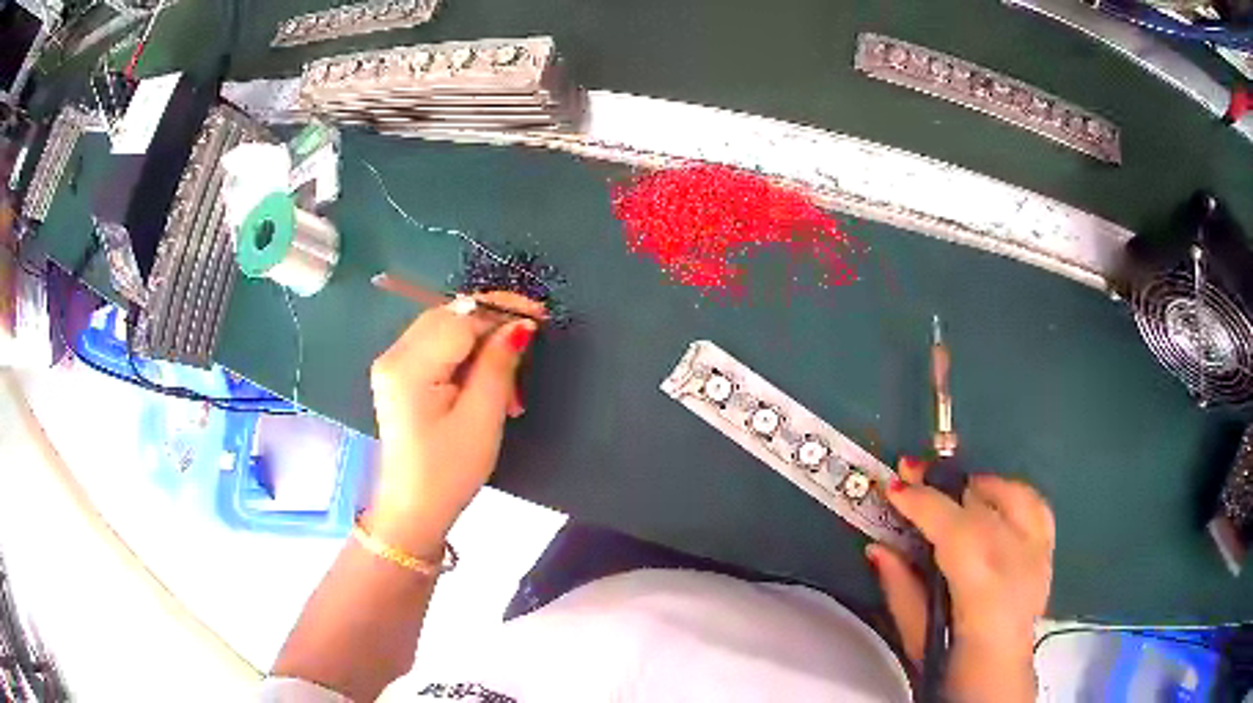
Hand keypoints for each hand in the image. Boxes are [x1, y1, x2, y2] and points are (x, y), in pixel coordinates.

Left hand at [366, 293, 542, 556]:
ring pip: (444, 328)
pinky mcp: (398, 375)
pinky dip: (465, 354)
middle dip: (491, 324)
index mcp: (409, 367)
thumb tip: (520, 324)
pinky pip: (436, 346)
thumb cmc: (449, 471)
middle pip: (448, 316)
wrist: (414, 509)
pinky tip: (485, 379)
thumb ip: (499, 364)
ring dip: (481, 341)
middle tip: (528, 346)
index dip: (501, 311)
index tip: (540, 316)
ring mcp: (392, 364)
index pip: (460, 318)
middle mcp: (394, 355)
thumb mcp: (482, 418)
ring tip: (509, 379)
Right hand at [866, 459, 1054, 702]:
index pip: (954, 529)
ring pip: (1014, 496)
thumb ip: (900, 588)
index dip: (923, 504)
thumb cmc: (953, 665)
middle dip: (943, 486)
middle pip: (982, 505)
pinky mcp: (1048, 552)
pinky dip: (1012, 495)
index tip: (895, 487)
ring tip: (955, 492)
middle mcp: (1017, 562)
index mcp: (983, 588)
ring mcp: (1039, 554)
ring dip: (979, 487)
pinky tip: (995, 503)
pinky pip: (1036, 506)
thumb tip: (878, 546)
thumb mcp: (916, 637)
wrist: (1000, 680)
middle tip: (915, 475)